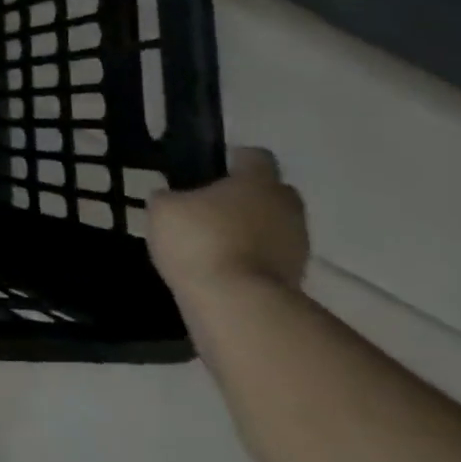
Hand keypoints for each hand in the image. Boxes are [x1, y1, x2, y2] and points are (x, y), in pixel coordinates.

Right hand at [147, 147, 309, 303]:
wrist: (237, 304)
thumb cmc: (199, 240)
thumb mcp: (162, 209)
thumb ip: (170, 197)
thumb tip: (174, 198)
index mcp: (257, 182)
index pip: (255, 156)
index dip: (233, 160)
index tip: (211, 170)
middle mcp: (286, 207)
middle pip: (272, 192)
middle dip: (247, 197)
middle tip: (212, 207)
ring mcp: (297, 245)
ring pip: (274, 226)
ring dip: (251, 230)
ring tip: (213, 242)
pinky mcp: (298, 278)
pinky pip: (271, 257)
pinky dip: (252, 258)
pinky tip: (222, 266)